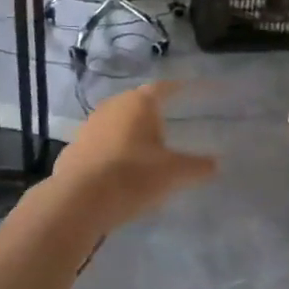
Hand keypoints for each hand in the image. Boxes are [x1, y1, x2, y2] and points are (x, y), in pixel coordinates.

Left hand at [50, 82, 216, 233]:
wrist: (79, 200)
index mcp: (139, 103)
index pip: (162, 88)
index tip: (186, 89)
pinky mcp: (73, 149)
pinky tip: (118, 170)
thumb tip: (215, 164)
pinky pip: (100, 144)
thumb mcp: (174, 173)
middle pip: (136, 104)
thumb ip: (198, 166)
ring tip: (143, 150)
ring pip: (115, 123)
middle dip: (150, 114)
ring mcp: (89, 126)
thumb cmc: (133, 176)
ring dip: (129, 133)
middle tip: (166, 125)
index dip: (176, 89)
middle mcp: (112, 107)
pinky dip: (111, 151)